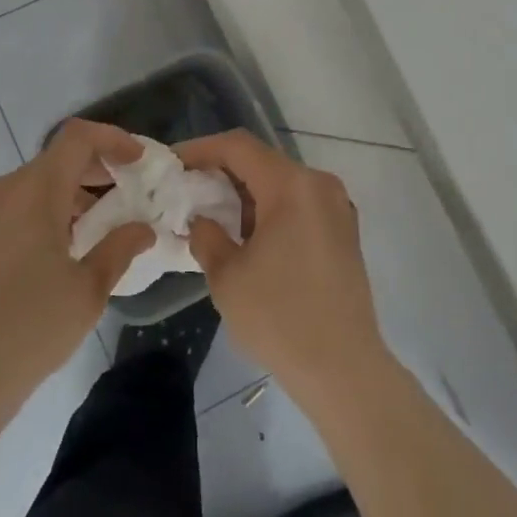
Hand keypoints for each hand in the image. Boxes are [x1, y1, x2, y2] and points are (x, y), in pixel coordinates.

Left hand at [0, 120, 154, 425]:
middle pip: (52, 162)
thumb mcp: (89, 291)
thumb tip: (142, 228)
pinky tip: (38, 257)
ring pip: (24, 187)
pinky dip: (28, 215)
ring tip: (81, 235)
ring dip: (59, 197)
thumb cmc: (30, 330)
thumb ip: (120, 248)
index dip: (112, 139)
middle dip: (90, 173)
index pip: (78, 138)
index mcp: (34, 192)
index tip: (137, 162)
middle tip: (118, 200)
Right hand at [178, 130, 388, 405]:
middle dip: (222, 172)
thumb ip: (207, 236)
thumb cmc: (280, 319)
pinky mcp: (344, 230)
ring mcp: (337, 207)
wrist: (344, 369)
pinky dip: (270, 208)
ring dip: (246, 192)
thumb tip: (202, 220)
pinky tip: (248, 235)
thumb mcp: (227, 277)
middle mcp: (319, 185)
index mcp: (292, 186)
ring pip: (281, 182)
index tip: (172, 164)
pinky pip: (299, 203)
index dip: (201, 149)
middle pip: (262, 161)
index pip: (238, 147)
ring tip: (212, 214)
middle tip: (187, 190)